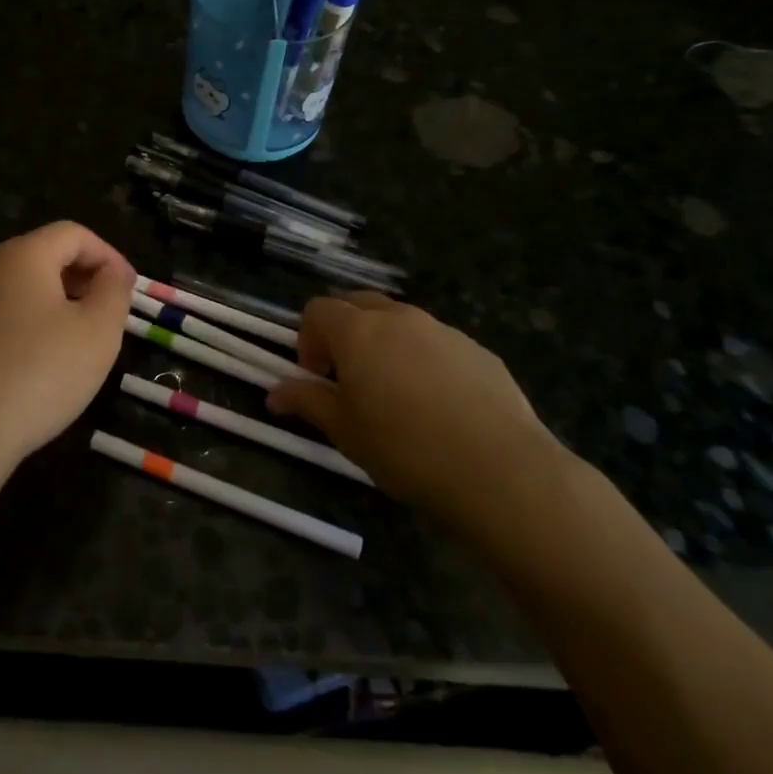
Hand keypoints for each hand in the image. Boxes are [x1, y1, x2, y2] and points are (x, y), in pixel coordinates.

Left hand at [0, 221, 134, 471]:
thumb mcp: (98, 331)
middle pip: (45, 255)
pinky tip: (43, 362)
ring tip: (81, 340)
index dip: (108, 255)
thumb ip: (114, 292)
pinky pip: (2, 313)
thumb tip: (113, 273)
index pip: (73, 233)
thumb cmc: (39, 373)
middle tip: (110, 314)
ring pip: (23, 286)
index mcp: (22, 255)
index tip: (130, 290)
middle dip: (84, 277)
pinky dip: (31, 323)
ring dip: (58, 302)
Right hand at [267, 293, 569, 537]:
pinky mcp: (477, 349)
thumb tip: (274, 393)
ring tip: (395, 393)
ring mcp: (442, 329)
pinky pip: (436, 342)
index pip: (317, 310)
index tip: (316, 377)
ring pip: (400, 321)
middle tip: (348, 376)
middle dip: (344, 331)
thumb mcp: (345, 431)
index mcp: (358, 331)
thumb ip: (307, 401)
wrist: (499, 469)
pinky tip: (438, 405)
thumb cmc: (405, 449)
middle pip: (358, 304)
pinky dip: (423, 358)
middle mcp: (398, 317)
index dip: (307, 340)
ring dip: (384, 343)